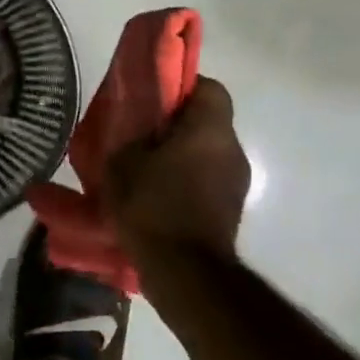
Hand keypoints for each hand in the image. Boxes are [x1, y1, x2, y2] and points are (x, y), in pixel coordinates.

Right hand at [101, 76, 249, 259]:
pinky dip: (185, 184)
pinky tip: (156, 199)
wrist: (185, 272)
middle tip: (140, 136)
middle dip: (176, 126)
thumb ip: (130, 137)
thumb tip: (136, 133)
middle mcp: (232, 151)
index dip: (183, 87)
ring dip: (180, 158)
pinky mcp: (230, 211)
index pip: (210, 88)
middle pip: (207, 123)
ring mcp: (236, 184)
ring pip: (206, 154)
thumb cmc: (153, 205)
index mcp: (210, 130)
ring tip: (145, 172)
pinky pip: (206, 182)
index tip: (154, 100)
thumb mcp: (123, 163)